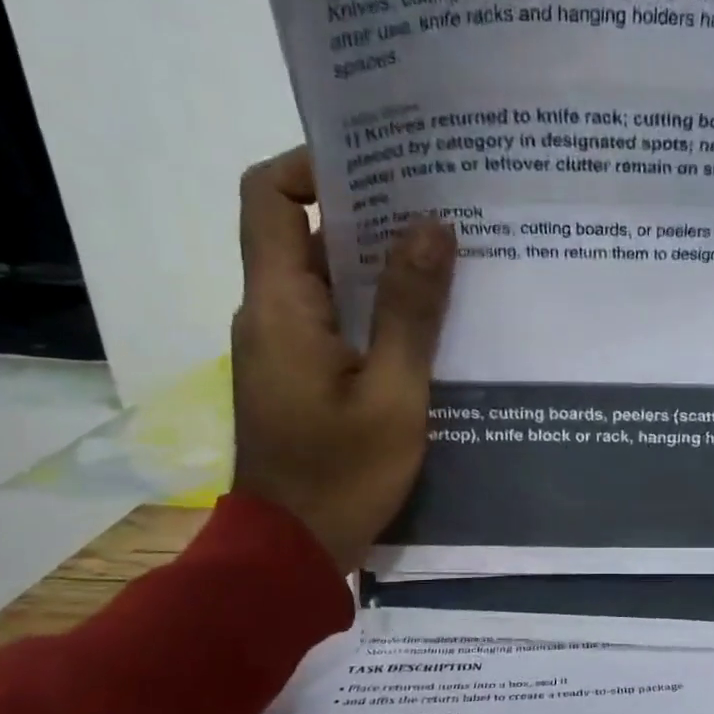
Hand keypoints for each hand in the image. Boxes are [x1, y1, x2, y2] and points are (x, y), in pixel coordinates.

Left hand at [230, 147, 454, 571]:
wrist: (291, 549)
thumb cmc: (342, 474)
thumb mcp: (394, 394)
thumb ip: (412, 311)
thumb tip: (433, 226)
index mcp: (280, 305)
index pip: (268, 197)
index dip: (313, 163)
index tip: (381, 164)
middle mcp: (271, 313)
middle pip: (303, 231)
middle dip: (367, 210)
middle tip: (438, 204)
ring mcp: (284, 345)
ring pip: (326, 278)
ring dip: (378, 261)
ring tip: (446, 253)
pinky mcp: (301, 373)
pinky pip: (336, 317)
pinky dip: (376, 304)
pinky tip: (429, 316)